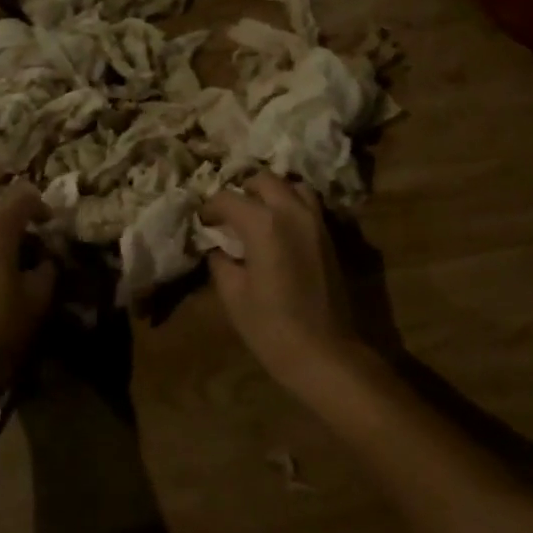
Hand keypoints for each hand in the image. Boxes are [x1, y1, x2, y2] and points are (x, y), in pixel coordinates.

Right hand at [200, 175, 365, 392]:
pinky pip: (308, 205)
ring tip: (256, 215)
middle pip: (263, 180)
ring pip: (292, 187)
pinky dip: (291, 205)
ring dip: (271, 193)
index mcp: (263, 224)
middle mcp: (292, 212)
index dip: (210, 208)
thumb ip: (221, 260)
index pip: (228, 198)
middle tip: (229, 215)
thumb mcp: (233, 294)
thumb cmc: (271, 327)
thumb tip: (217, 246)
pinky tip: (278, 229)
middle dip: (242, 191)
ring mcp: (316, 221)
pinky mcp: (330, 236)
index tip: (203, 222)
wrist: (324, 352)